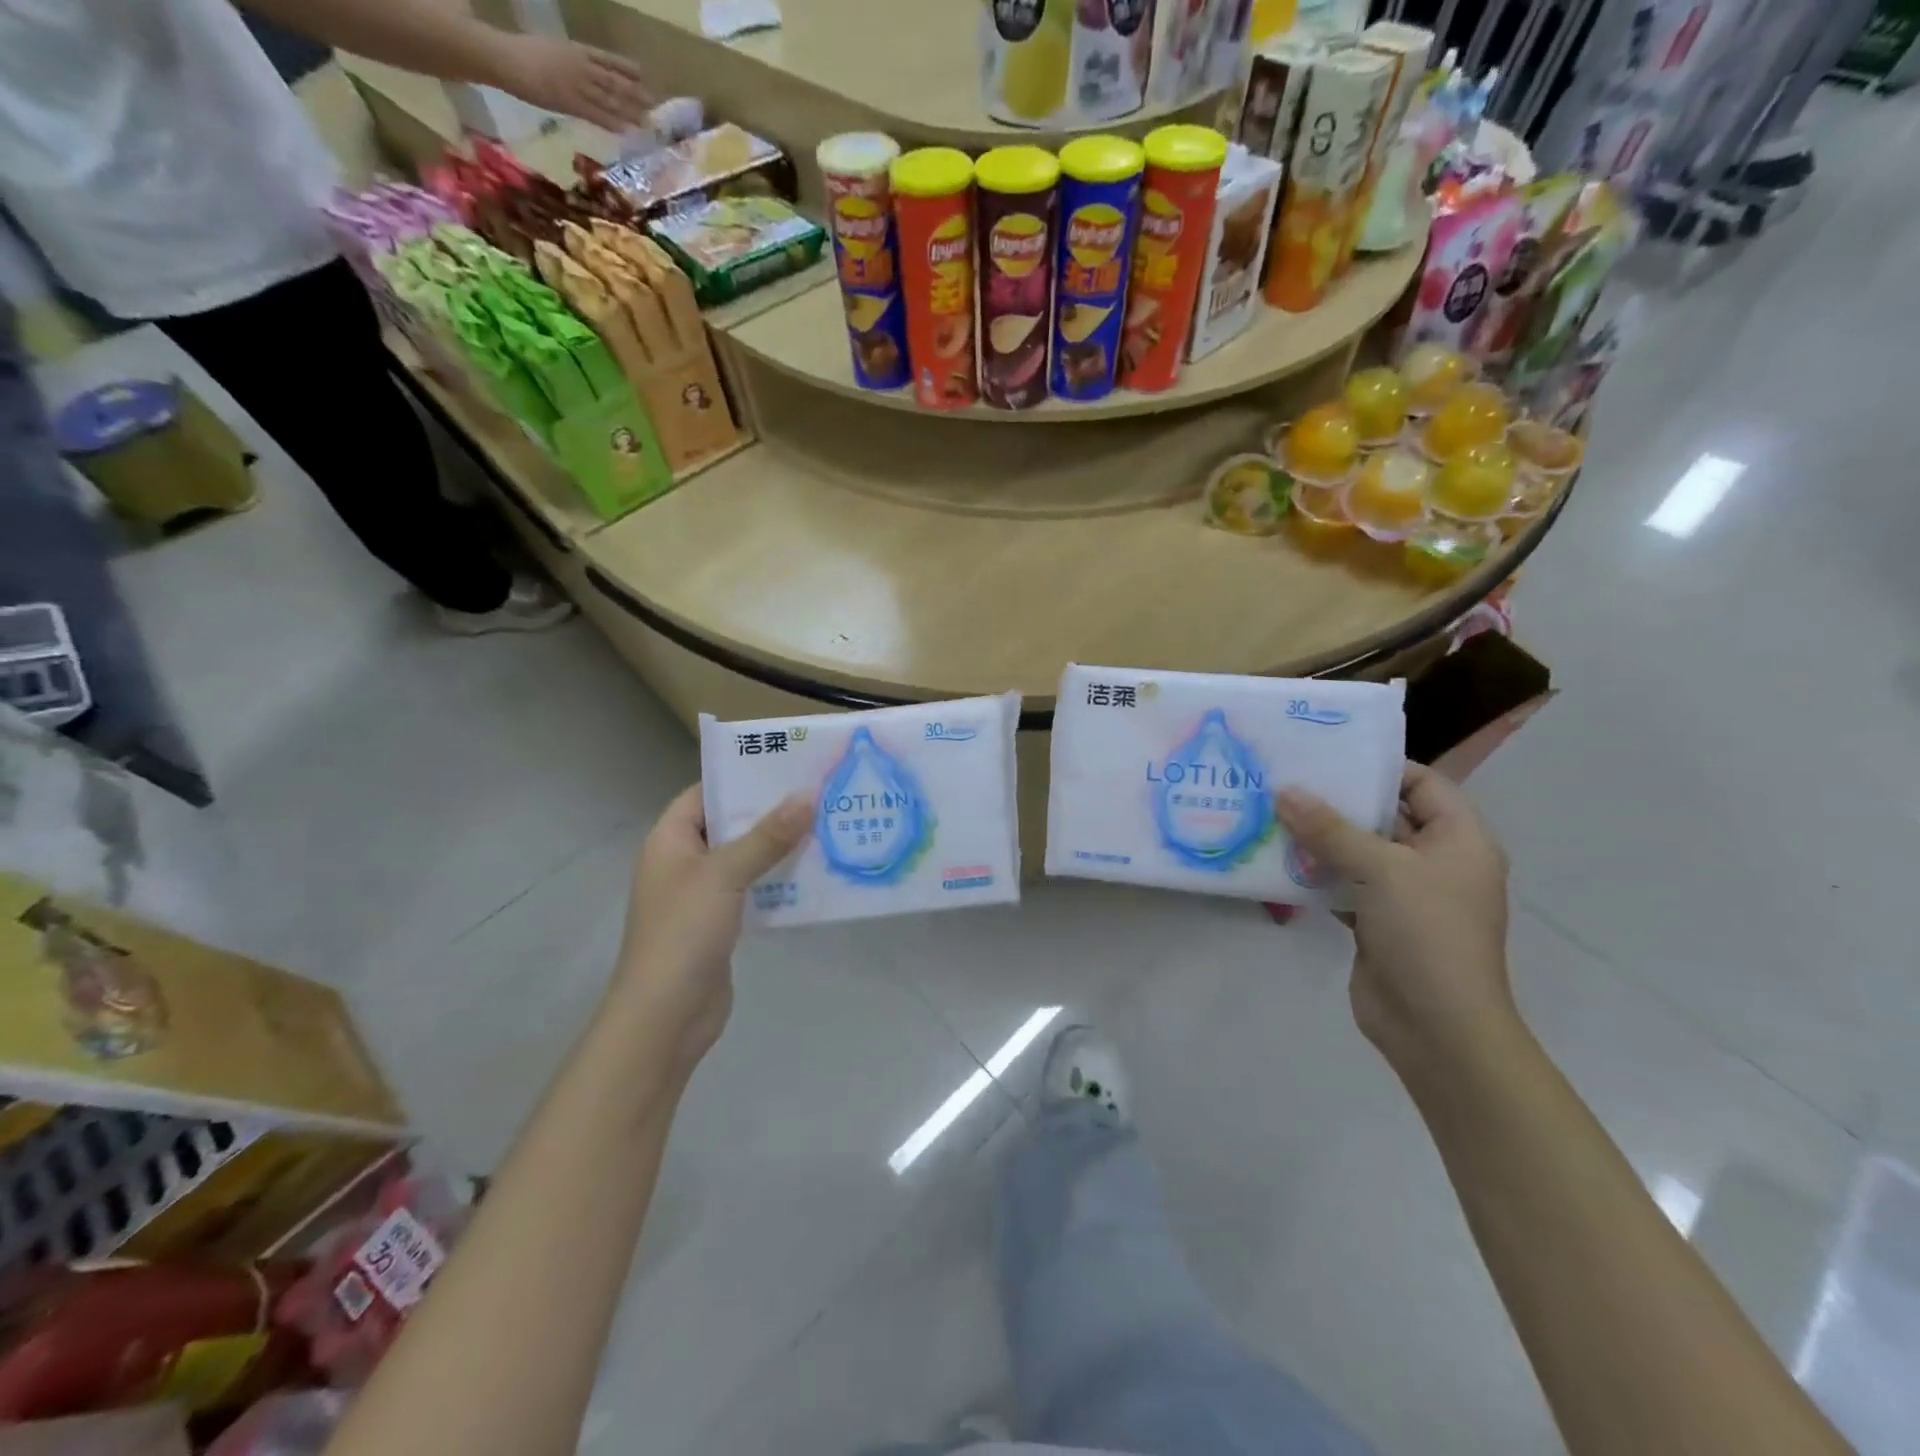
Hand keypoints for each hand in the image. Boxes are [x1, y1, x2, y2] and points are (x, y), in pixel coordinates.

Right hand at [490, 33, 651, 131]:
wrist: (504, 57)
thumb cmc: (523, 53)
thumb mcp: (551, 50)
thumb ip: (569, 62)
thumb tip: (585, 74)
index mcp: (574, 49)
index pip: (606, 58)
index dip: (626, 67)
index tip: (643, 74)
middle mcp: (580, 65)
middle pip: (613, 80)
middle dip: (635, 92)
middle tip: (655, 103)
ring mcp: (576, 84)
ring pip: (609, 98)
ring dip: (629, 110)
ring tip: (647, 121)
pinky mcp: (570, 102)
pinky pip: (596, 114)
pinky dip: (612, 122)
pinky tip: (626, 130)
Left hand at [613, 785, 809, 1070]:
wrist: (666, 1016)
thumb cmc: (684, 933)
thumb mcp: (725, 876)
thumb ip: (766, 836)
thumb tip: (807, 796)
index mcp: (670, 840)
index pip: (705, 793)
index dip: (741, 777)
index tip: (786, 765)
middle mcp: (684, 861)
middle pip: (730, 824)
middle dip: (771, 812)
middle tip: (818, 793)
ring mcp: (703, 894)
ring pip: (746, 858)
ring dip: (780, 847)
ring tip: (826, 826)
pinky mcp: (722, 922)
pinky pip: (755, 889)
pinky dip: (779, 880)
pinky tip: (815, 873)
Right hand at [1276, 764, 1514, 1075]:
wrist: (1436, 1027)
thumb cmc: (1426, 933)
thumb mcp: (1381, 870)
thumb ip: (1331, 829)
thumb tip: (1285, 791)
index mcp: (1459, 839)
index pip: (1422, 783)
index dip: (1378, 766)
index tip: (1326, 754)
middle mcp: (1436, 860)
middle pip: (1385, 815)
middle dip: (1337, 800)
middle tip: (1286, 779)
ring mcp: (1406, 894)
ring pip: (1359, 851)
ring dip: (1320, 838)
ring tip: (1271, 812)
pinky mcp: (1378, 921)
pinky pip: (1344, 884)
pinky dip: (1315, 873)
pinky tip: (1276, 860)